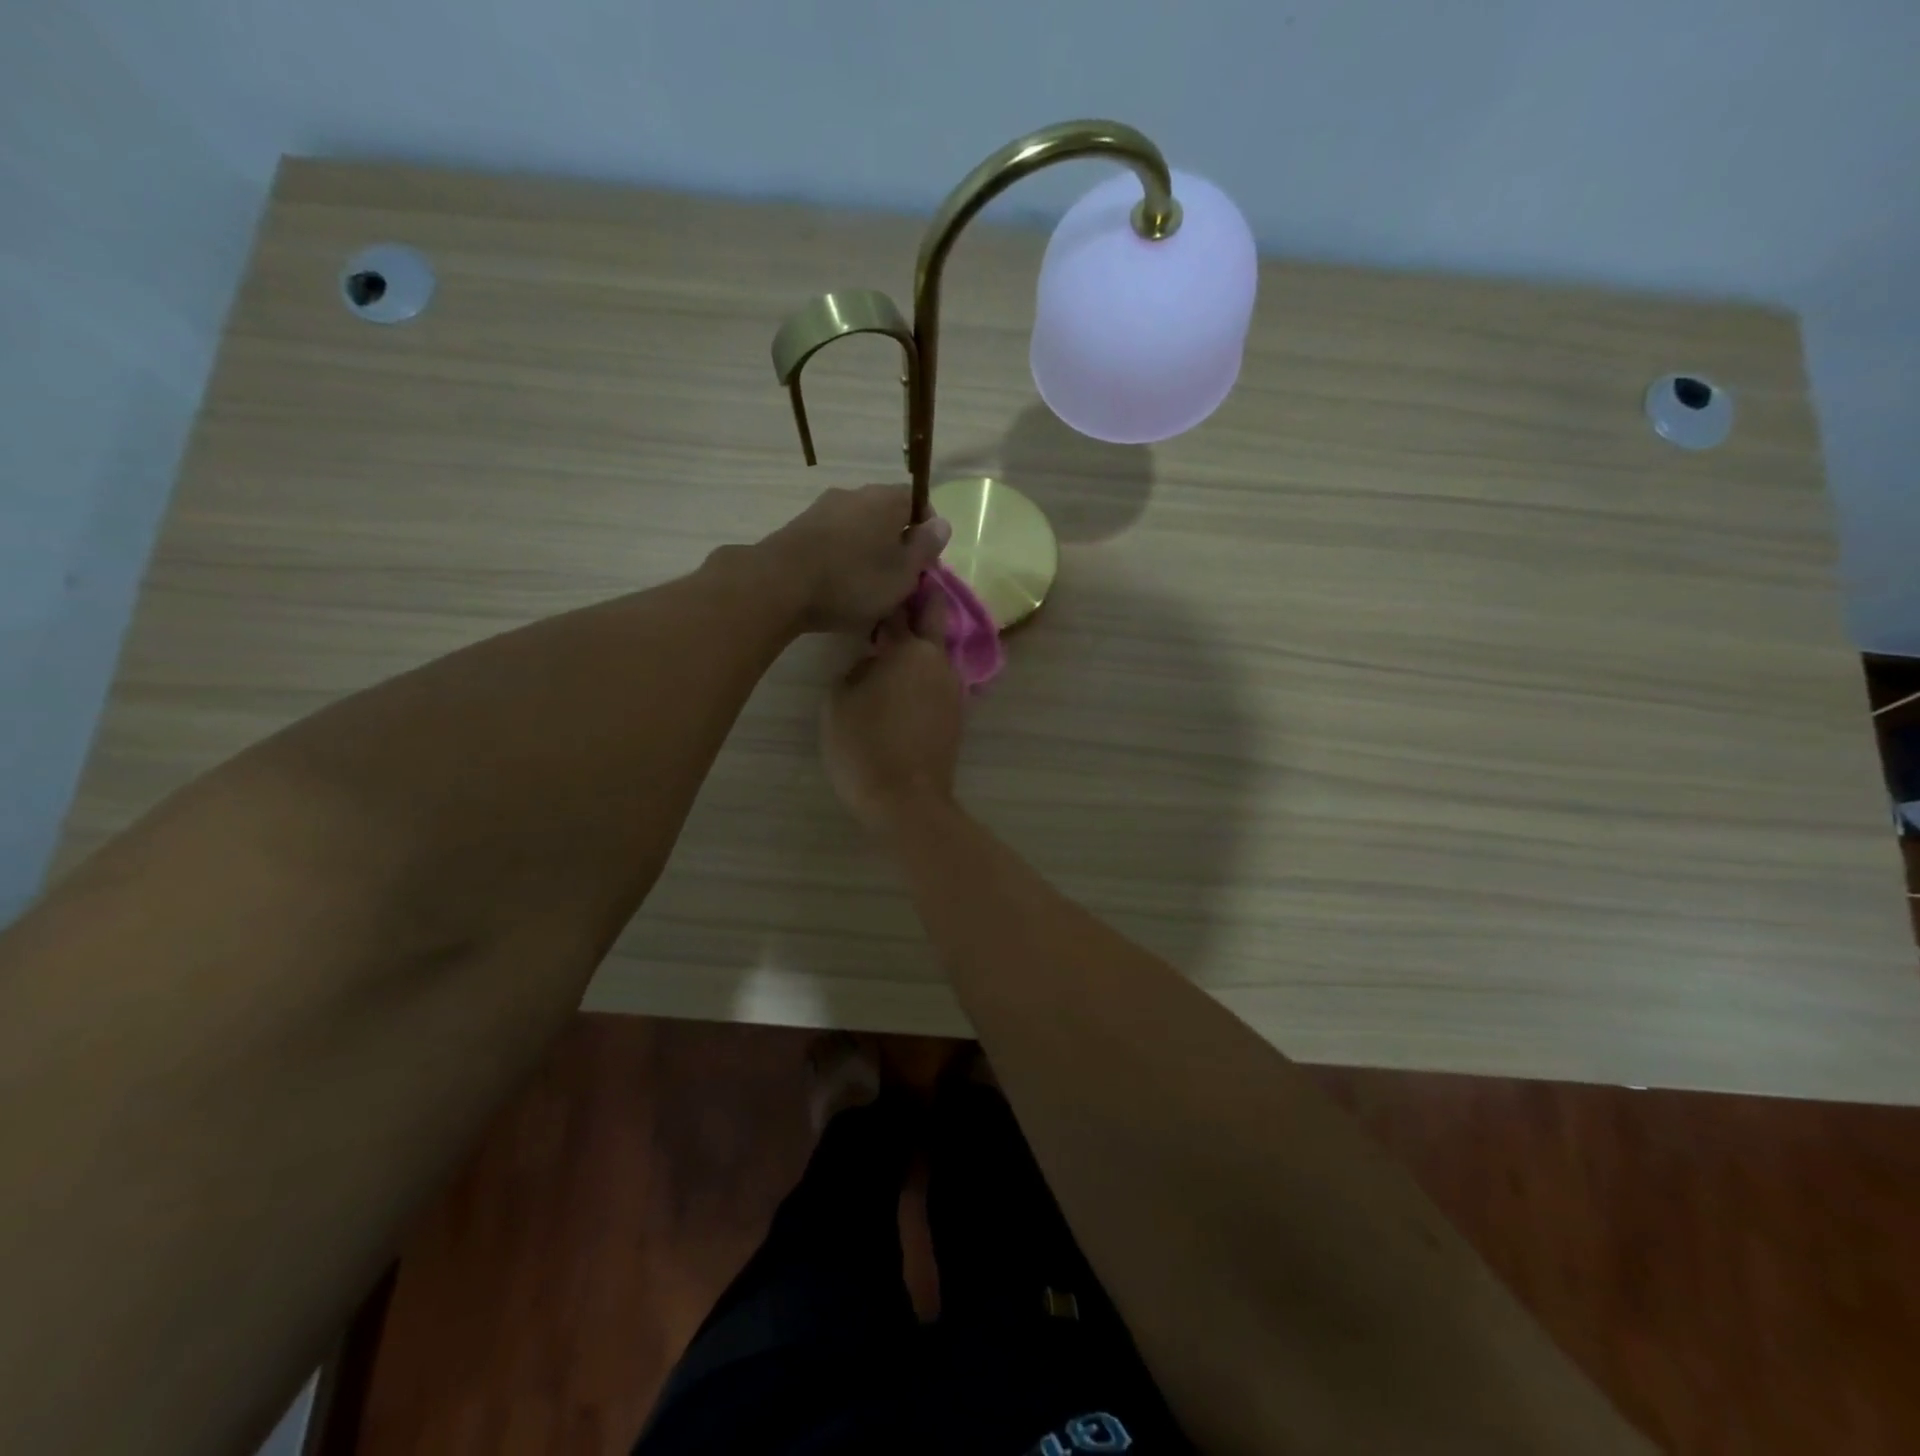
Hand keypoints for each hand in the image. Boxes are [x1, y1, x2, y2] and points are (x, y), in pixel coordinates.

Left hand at [760, 485, 950, 633]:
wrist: (781, 584)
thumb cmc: (854, 580)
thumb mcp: (903, 572)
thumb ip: (925, 547)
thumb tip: (942, 524)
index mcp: (886, 498)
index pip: (917, 501)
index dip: (926, 532)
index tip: (925, 563)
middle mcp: (854, 494)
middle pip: (886, 516)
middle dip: (896, 545)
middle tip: (899, 581)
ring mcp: (823, 509)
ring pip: (858, 530)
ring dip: (867, 554)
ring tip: (868, 590)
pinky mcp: (799, 529)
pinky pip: (833, 542)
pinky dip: (842, 560)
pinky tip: (839, 587)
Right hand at [822, 595, 963, 835]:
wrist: (905, 801)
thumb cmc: (864, 745)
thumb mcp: (839, 700)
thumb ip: (857, 669)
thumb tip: (873, 663)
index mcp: (911, 650)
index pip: (901, 608)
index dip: (890, 595)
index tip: (881, 583)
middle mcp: (940, 661)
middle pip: (935, 618)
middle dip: (921, 603)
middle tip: (898, 599)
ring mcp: (953, 689)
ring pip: (938, 652)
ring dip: (920, 645)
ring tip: (892, 648)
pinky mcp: (956, 715)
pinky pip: (938, 680)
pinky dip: (924, 674)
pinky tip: (902, 685)